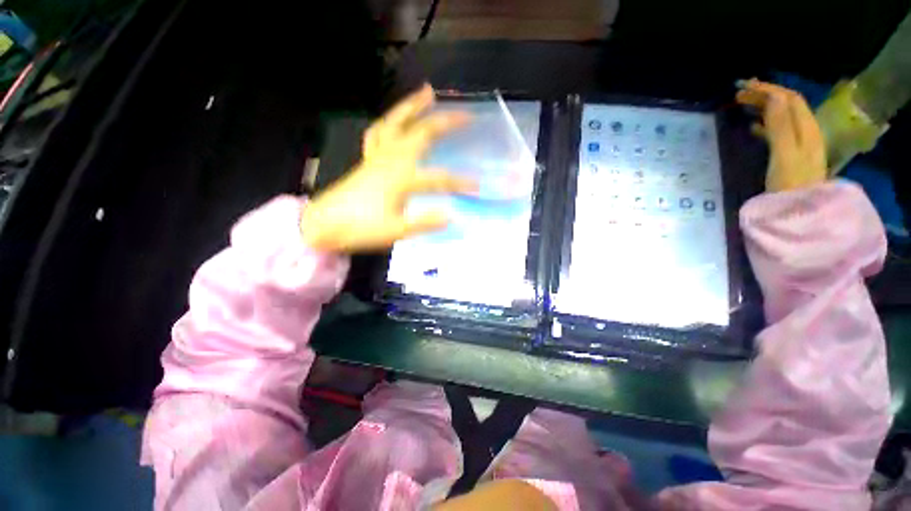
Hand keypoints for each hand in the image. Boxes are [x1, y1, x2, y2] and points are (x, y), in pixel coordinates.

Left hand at [302, 85, 476, 251]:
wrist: (323, 225)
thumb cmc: (359, 229)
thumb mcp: (395, 232)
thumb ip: (424, 223)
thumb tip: (451, 216)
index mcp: (401, 178)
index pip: (439, 179)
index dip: (460, 183)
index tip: (478, 187)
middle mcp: (391, 160)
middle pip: (422, 134)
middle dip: (446, 122)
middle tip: (466, 114)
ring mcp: (377, 156)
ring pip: (397, 123)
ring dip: (413, 107)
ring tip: (428, 92)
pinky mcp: (367, 160)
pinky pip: (378, 134)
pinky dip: (388, 122)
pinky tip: (395, 119)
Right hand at [736, 79, 826, 191]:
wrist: (800, 214)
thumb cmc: (791, 184)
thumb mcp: (785, 153)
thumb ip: (781, 125)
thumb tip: (772, 96)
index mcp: (807, 129)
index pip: (789, 99)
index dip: (768, 89)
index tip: (743, 87)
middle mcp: (806, 132)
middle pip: (787, 106)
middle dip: (764, 96)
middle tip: (738, 95)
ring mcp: (800, 145)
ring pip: (783, 117)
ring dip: (764, 108)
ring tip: (743, 107)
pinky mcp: (791, 156)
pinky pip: (779, 132)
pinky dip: (765, 125)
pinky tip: (753, 128)